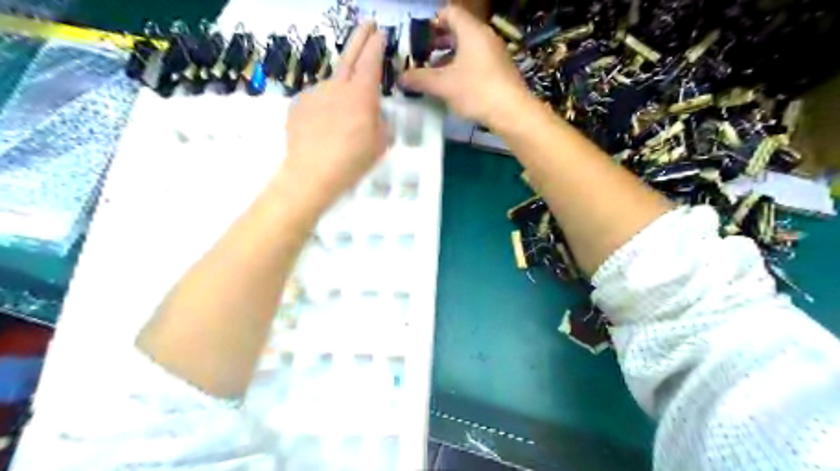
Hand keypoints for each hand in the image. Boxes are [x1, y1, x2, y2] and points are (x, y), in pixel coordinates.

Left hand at [281, 22, 386, 210]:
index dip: (376, 44)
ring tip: (343, 120)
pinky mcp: (298, 104)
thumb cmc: (353, 160)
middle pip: (350, 56)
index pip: (370, 60)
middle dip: (360, 38)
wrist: (312, 173)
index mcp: (361, 94)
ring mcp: (314, 93)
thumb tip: (373, 111)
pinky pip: (317, 102)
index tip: (380, 32)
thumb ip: (380, 120)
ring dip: (341, 92)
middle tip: (367, 24)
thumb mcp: (380, 143)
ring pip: (333, 86)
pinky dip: (324, 109)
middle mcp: (337, 86)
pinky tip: (324, 130)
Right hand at [399, 4, 525, 127]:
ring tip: (434, 74)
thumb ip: (420, 79)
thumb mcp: (443, 85)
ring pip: (467, 48)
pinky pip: (476, 61)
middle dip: (438, 42)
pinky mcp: (500, 69)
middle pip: (458, 30)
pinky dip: (462, 67)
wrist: (512, 111)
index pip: (449, 13)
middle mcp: (485, 36)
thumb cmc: (476, 91)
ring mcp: (495, 53)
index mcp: (471, 31)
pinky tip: (453, 86)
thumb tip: (401, 77)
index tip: (418, 39)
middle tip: (422, 57)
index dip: (431, 22)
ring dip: (449, 58)